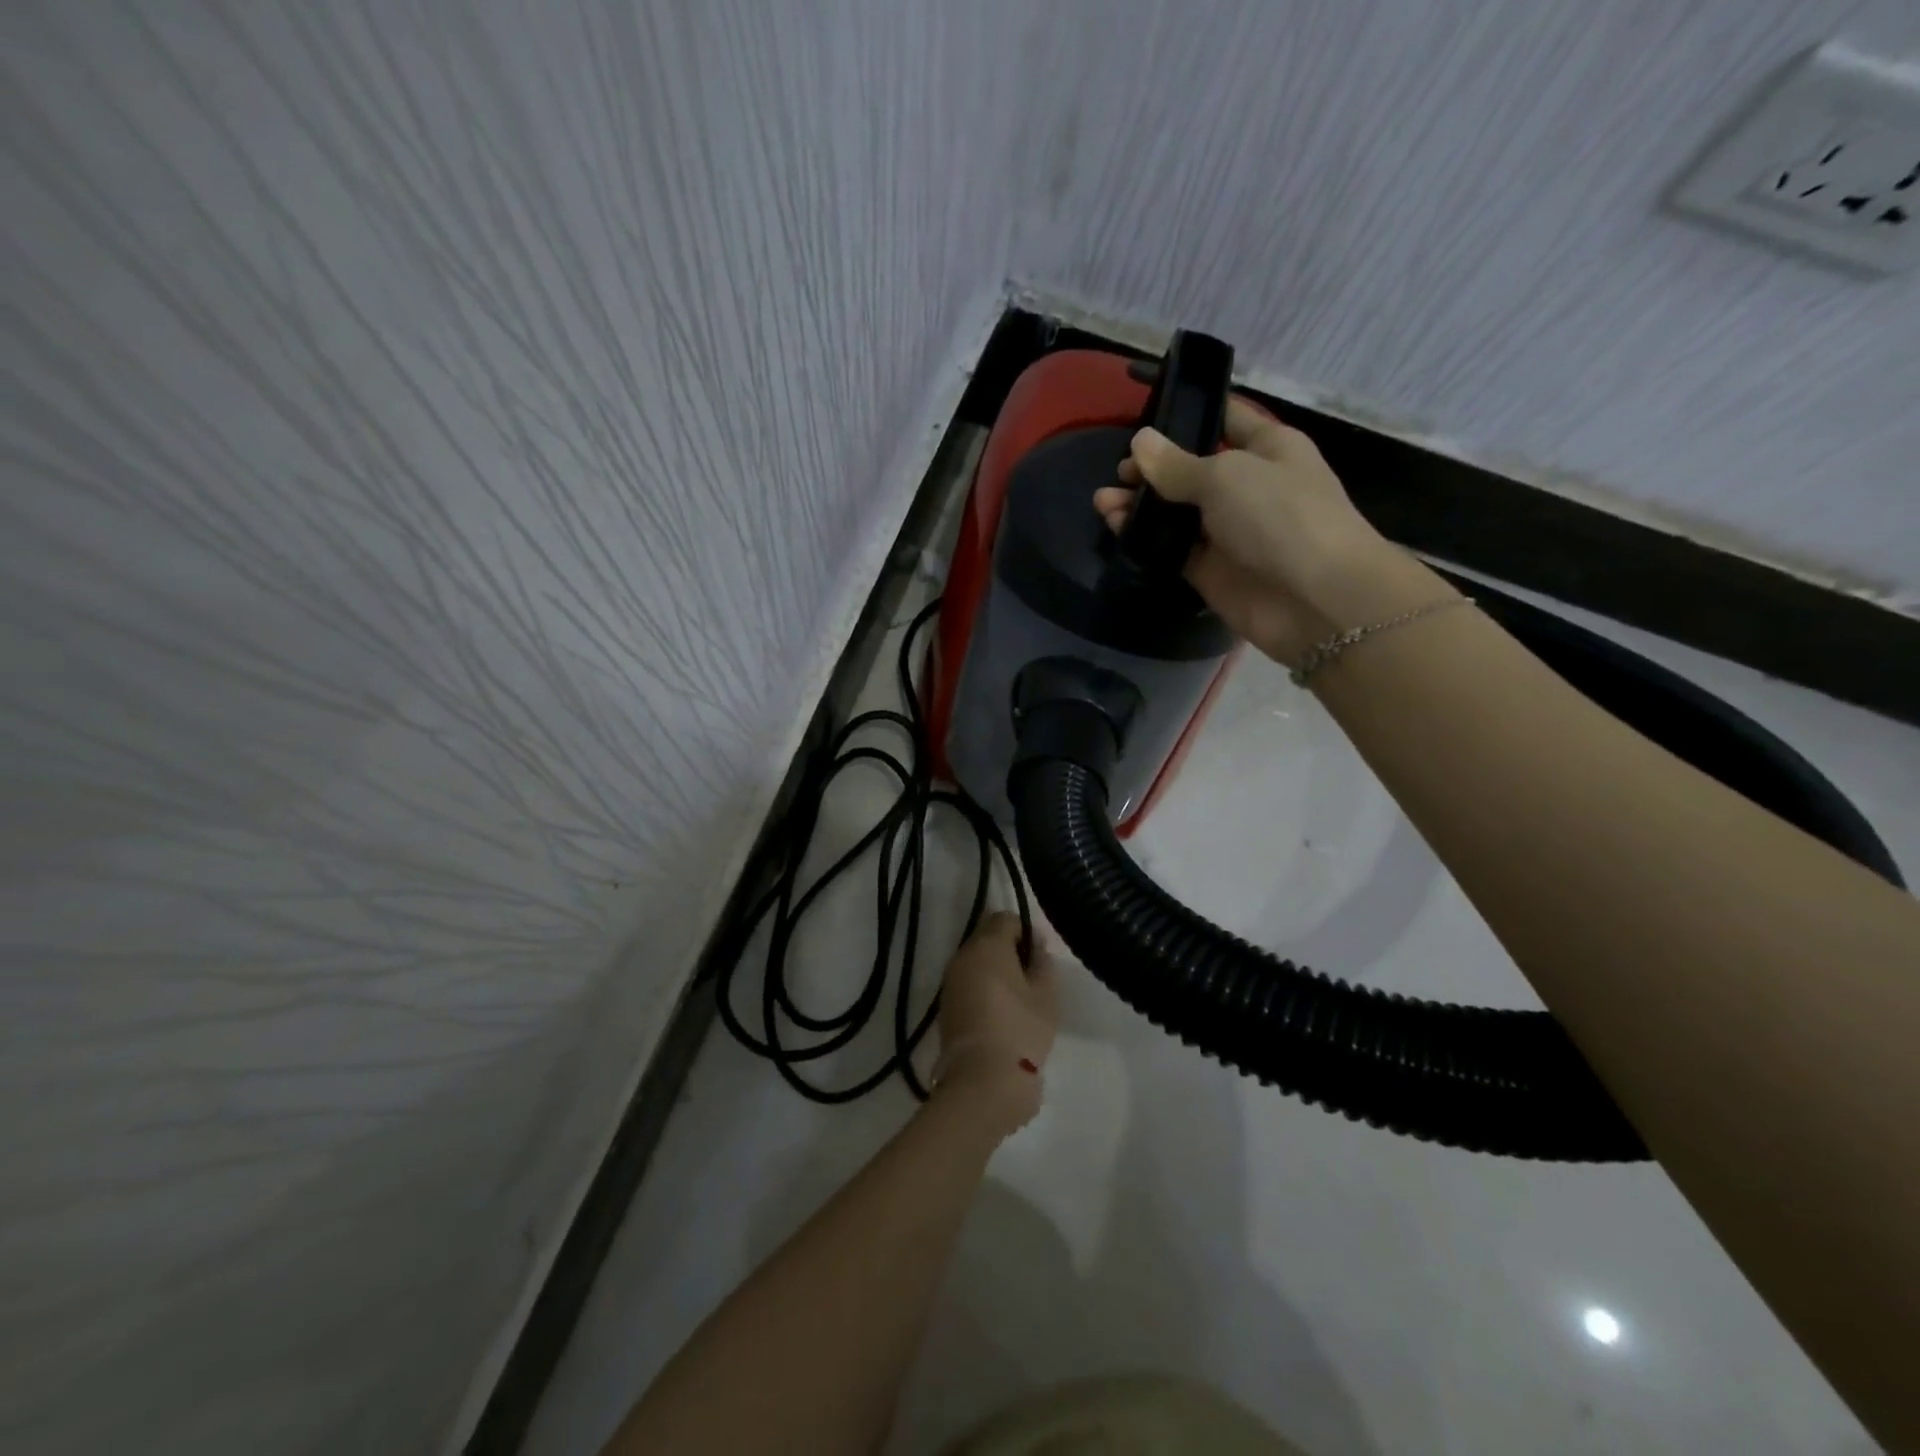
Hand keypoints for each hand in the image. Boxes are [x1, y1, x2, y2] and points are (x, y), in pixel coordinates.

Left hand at [932, 912, 1057, 1132]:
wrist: (982, 1080)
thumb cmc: (1021, 1029)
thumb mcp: (1046, 994)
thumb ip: (1042, 962)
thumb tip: (1035, 944)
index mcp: (987, 945)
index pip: (1005, 918)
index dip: (1026, 931)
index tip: (1040, 956)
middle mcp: (963, 956)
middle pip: (987, 937)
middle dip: (1009, 949)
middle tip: (1032, 978)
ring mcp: (950, 981)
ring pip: (976, 961)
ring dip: (995, 970)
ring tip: (1019, 998)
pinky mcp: (946, 1006)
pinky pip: (968, 983)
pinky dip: (983, 989)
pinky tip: (1001, 1012)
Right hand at [1093, 399, 1427, 666]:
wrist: (1315, 600)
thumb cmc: (1280, 517)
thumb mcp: (1226, 476)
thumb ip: (1176, 464)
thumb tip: (1140, 443)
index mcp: (1266, 448)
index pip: (1224, 419)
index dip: (1188, 415)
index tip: (1145, 416)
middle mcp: (1246, 486)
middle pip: (1191, 469)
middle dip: (1154, 467)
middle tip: (1118, 471)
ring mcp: (1227, 531)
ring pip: (1175, 512)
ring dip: (1140, 504)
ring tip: (1102, 500)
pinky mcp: (1210, 570)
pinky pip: (1170, 548)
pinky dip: (1143, 538)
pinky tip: (1113, 526)